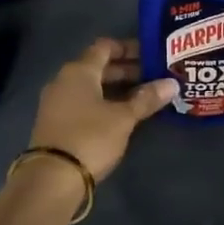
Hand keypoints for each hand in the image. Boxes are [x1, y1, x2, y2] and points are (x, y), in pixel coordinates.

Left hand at [28, 38, 176, 182]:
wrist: (51, 178)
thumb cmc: (90, 137)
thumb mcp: (123, 118)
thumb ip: (146, 99)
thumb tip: (172, 84)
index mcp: (79, 70)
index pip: (105, 47)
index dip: (129, 48)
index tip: (151, 54)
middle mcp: (64, 80)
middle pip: (98, 67)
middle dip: (126, 70)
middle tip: (154, 77)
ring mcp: (57, 102)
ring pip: (91, 86)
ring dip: (116, 88)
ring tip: (143, 97)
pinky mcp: (55, 122)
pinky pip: (83, 102)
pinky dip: (103, 103)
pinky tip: (121, 115)